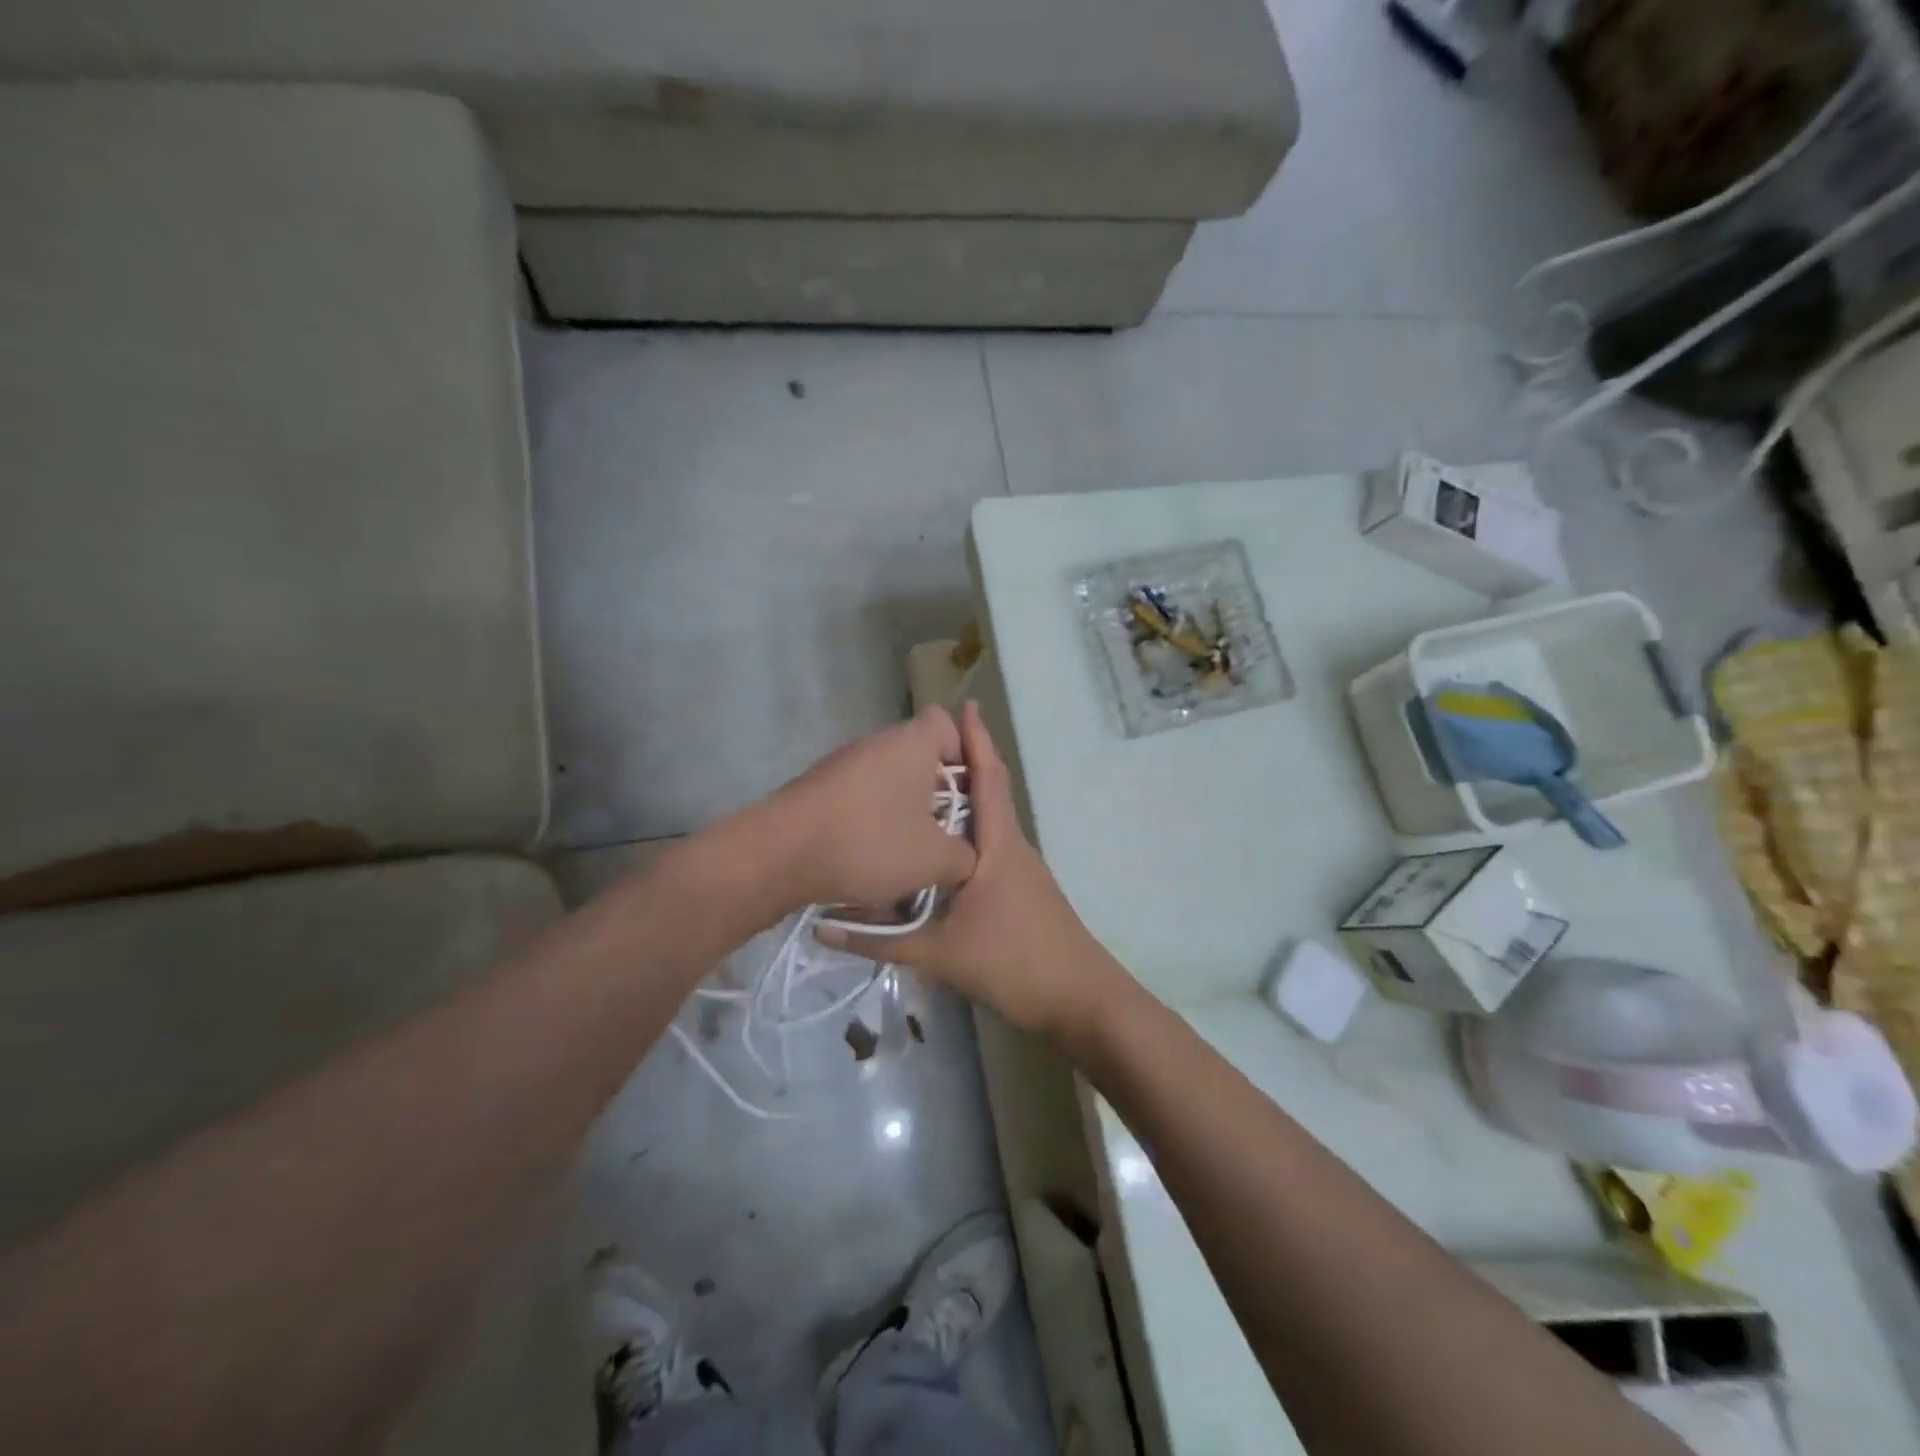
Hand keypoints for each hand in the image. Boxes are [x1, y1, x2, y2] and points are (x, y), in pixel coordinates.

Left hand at [765, 705, 977, 914]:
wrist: (779, 854)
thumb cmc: (869, 842)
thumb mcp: (936, 859)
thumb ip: (967, 854)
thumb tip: (966, 854)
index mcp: (912, 742)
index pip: (949, 723)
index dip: (966, 757)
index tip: (967, 798)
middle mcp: (878, 742)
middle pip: (921, 756)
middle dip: (937, 794)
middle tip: (945, 832)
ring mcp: (844, 763)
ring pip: (891, 780)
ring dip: (905, 811)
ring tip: (909, 853)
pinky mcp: (821, 788)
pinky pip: (863, 797)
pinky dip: (873, 821)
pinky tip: (872, 857)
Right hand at [817, 701, 1120, 1043]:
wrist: (1080, 1000)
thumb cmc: (1014, 962)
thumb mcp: (938, 953)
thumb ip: (879, 941)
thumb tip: (822, 928)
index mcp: (998, 844)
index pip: (988, 777)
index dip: (976, 740)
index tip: (962, 705)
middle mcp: (1012, 845)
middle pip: (989, 792)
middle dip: (964, 762)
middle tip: (922, 746)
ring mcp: (1021, 868)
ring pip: (990, 821)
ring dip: (965, 798)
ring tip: (921, 788)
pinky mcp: (1021, 889)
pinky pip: (990, 845)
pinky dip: (968, 831)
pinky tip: (941, 845)